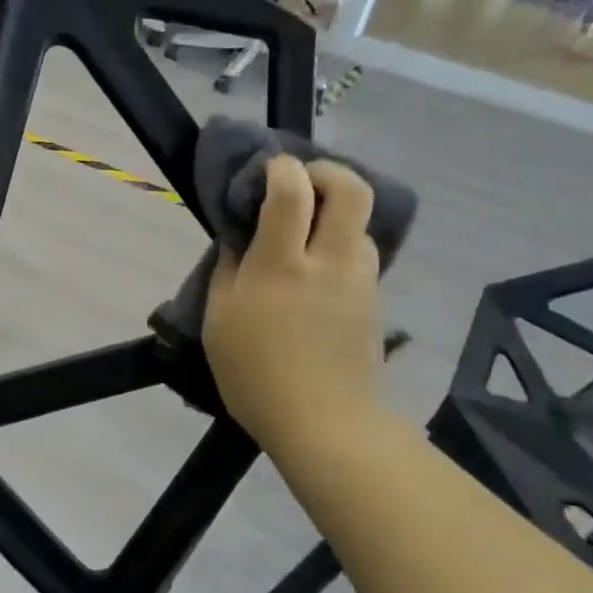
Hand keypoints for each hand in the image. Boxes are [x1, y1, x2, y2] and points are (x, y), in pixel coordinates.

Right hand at [203, 156, 385, 454]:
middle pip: (351, 189)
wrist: (326, 424)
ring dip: (336, 211)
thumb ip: (227, 270)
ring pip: (361, 222)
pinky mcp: (373, 300)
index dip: (280, 168)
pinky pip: (362, 253)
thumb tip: (239, 238)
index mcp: (281, 265)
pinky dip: (342, 243)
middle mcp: (328, 261)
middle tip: (300, 181)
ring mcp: (359, 280)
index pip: (291, 192)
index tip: (265, 169)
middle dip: (327, 171)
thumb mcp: (219, 322)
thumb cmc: (256, 375)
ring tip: (308, 229)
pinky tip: (319, 267)